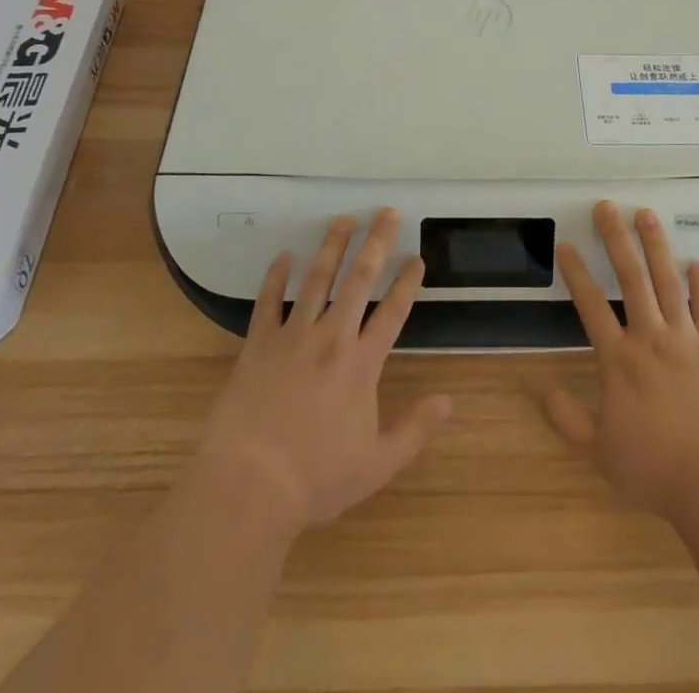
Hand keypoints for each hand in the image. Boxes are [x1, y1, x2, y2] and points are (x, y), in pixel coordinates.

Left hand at [194, 208, 451, 539]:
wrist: (249, 485)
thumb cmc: (316, 478)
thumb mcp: (377, 465)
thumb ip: (414, 430)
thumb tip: (449, 402)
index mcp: (361, 364)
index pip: (392, 312)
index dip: (407, 283)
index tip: (416, 258)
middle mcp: (331, 338)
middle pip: (358, 280)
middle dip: (376, 243)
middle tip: (387, 213)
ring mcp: (292, 337)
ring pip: (316, 280)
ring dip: (332, 247)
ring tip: (344, 219)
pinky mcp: (258, 345)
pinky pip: (267, 303)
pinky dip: (275, 277)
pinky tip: (284, 255)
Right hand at [536, 200, 698, 519]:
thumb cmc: (654, 467)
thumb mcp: (599, 450)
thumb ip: (567, 418)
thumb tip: (539, 388)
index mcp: (619, 359)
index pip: (591, 305)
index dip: (576, 273)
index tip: (566, 244)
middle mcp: (650, 337)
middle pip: (631, 278)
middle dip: (616, 239)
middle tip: (607, 206)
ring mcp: (687, 339)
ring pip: (668, 282)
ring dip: (656, 246)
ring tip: (647, 215)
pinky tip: (696, 263)